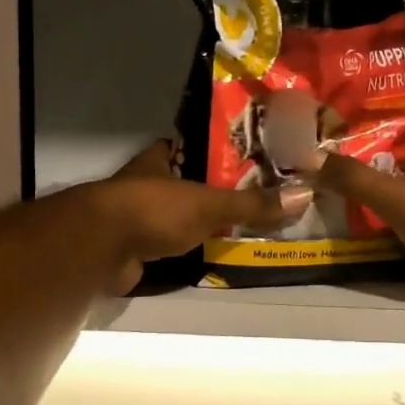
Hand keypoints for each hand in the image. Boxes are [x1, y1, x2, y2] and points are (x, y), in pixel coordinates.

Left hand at [87, 140, 308, 292]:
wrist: (102, 248)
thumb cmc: (154, 210)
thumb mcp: (210, 204)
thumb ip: (251, 204)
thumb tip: (302, 196)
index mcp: (158, 160)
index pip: (186, 148)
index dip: (208, 152)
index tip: (239, 159)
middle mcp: (143, 185)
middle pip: (181, 185)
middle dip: (207, 192)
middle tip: (247, 199)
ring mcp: (134, 218)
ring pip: (172, 217)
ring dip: (194, 224)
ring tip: (234, 229)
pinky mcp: (131, 249)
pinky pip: (164, 247)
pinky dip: (181, 252)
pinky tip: (205, 256)